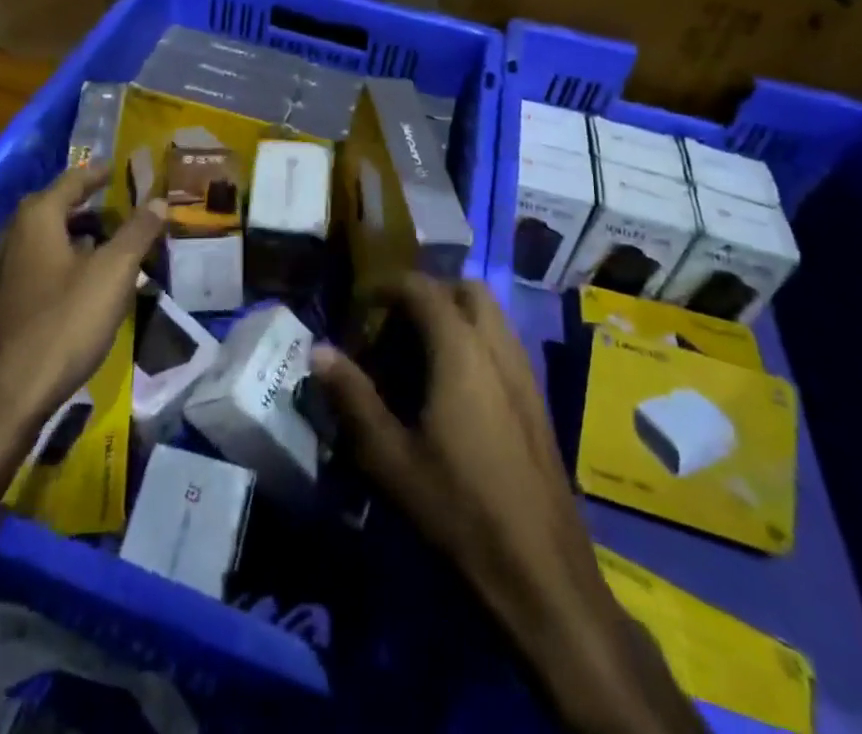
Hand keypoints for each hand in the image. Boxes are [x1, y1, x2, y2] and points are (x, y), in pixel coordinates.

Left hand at [0, 164, 165, 431]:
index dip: (98, 174)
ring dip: (79, 236)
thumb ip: (138, 232)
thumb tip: (160, 199)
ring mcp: (3, 271)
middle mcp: (13, 236)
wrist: (7, 396)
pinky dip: (65, 261)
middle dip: (89, 206)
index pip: (72, 181)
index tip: (118, 170)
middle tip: (122, 208)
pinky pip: (40, 266)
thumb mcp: (113, 273)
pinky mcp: (3, 302)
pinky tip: (86, 283)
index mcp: (37, 219)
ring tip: (112, 244)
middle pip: (56, 208)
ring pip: (47, 240)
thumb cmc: (64, 322)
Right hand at [311, 276, 593, 622]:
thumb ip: (353, 397)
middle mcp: (498, 348)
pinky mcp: (538, 400)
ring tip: (420, 355)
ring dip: (455, 316)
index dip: (388, 287)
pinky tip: (455, 389)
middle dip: (429, 294)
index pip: (423, 288)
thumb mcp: (391, 458)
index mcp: (461, 351)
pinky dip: (476, 341)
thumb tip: (319, 350)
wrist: (543, 574)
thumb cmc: (459, 510)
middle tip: (395, 327)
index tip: (361, 307)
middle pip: (466, 289)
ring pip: (491, 315)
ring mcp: (525, 373)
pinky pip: (504, 344)